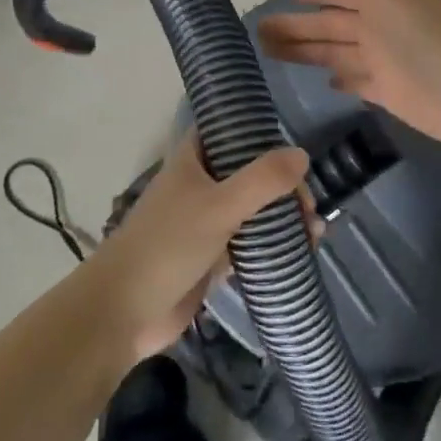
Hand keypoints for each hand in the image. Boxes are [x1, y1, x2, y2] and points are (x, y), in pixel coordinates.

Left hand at [83, 136, 310, 361]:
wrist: (125, 311)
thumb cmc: (168, 245)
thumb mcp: (219, 206)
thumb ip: (262, 180)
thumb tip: (302, 155)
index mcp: (192, 159)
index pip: (227, 130)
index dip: (258, 133)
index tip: (293, 149)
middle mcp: (199, 183)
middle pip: (248, 172)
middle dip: (281, 185)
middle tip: (308, 207)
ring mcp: (204, 221)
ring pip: (251, 208)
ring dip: (282, 217)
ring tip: (315, 232)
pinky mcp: (210, 256)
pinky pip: (248, 242)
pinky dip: (272, 244)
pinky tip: (301, 254)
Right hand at [257, 0, 440, 149]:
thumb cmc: (428, 40)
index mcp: (381, 1)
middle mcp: (380, 28)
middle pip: (329, 25)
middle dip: (297, 26)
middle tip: (259, 32)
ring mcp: (384, 62)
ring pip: (336, 53)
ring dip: (307, 52)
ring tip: (270, 54)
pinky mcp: (389, 93)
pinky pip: (359, 83)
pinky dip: (343, 81)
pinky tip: (325, 81)